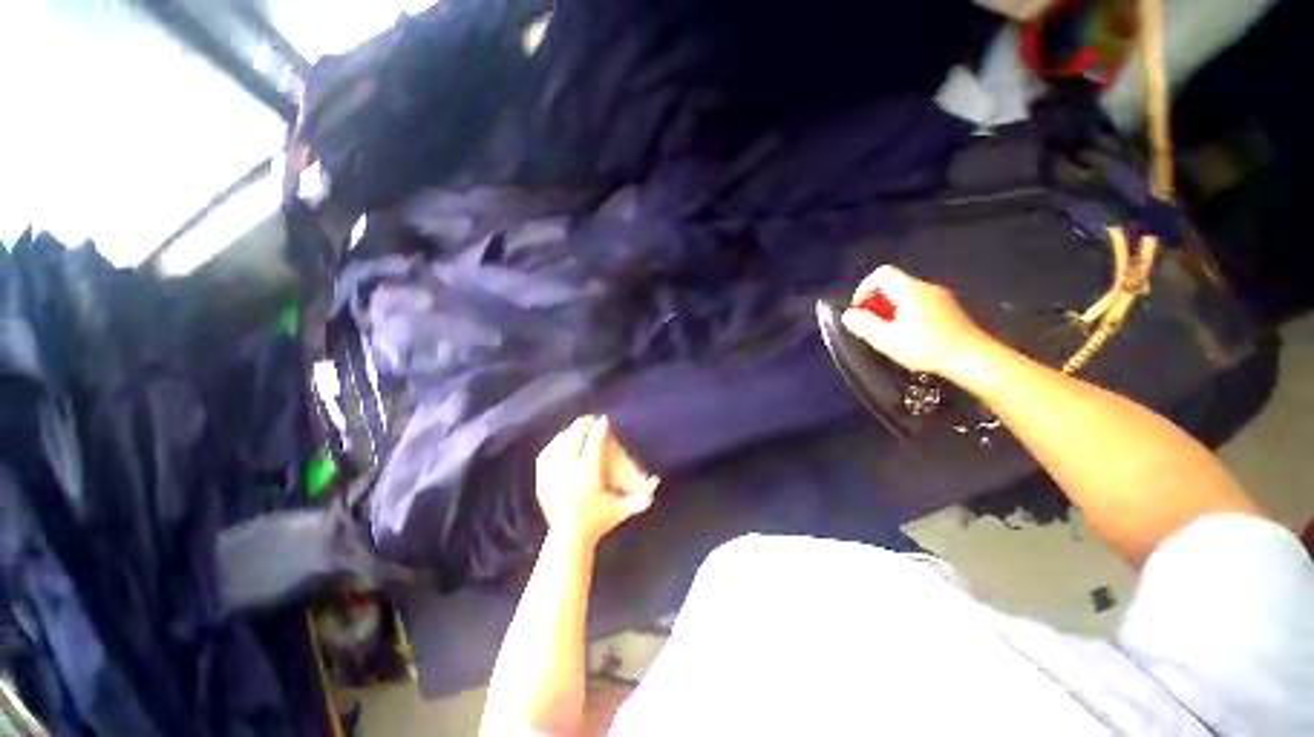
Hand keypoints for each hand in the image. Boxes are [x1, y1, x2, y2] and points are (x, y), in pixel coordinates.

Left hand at [535, 415, 659, 546]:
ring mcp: (552, 480)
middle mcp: (569, 476)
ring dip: (568, 433)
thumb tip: (657, 479)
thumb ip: (642, 497)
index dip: (599, 430)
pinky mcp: (542, 483)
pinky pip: (545, 457)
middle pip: (573, 442)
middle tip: (591, 419)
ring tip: (577, 428)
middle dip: (582, 426)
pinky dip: (554, 445)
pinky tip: (560, 440)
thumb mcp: (624, 510)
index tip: (604, 420)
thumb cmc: (600, 522)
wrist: (569, 540)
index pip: (593, 447)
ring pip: (558, 446)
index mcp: (589, 480)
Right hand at [841, 265, 988, 377]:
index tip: (860, 310)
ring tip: (888, 333)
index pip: (881, 273)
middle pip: (893, 284)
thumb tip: (848, 315)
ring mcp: (941, 298)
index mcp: (910, 290)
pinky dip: (906, 314)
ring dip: (891, 310)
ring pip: (906, 295)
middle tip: (872, 325)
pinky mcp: (949, 310)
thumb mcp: (887, 339)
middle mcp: (926, 288)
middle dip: (877, 302)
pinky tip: (909, 335)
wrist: (974, 359)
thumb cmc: (927, 348)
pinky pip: (919, 303)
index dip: (864, 288)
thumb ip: (864, 325)